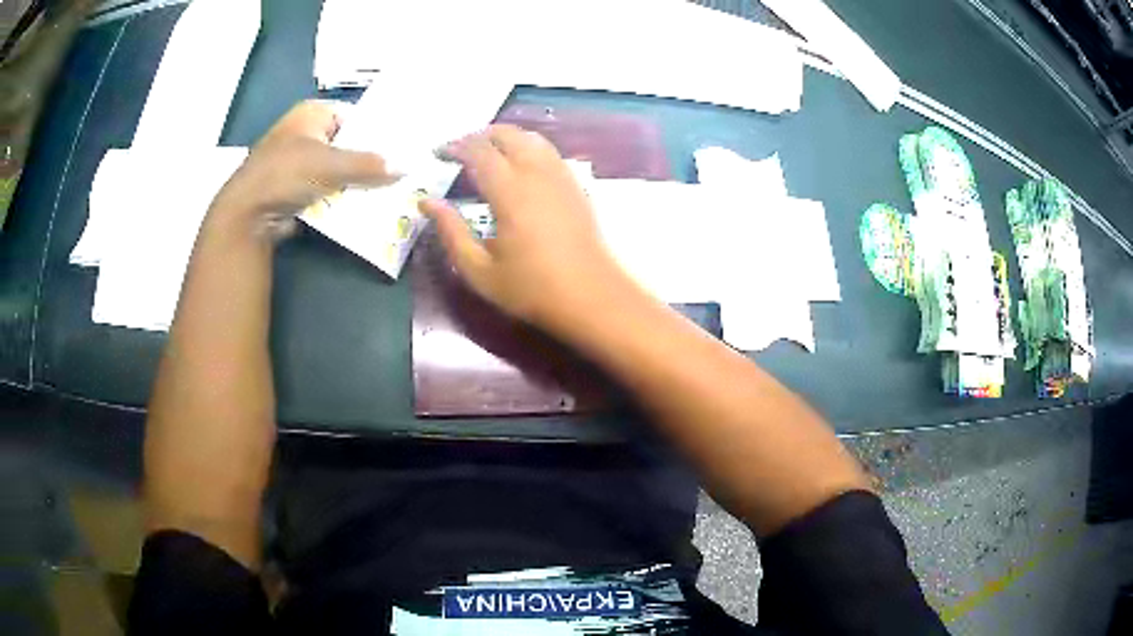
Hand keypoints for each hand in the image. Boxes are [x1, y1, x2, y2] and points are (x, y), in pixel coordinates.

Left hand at [210, 100, 398, 237]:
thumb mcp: (332, 165)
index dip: (379, 130)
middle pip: (348, 143)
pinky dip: (341, 196)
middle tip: (401, 171)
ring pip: (338, 168)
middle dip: (370, 159)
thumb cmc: (286, 175)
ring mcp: (298, 161)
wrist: (247, 215)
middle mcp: (305, 132)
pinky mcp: (294, 187)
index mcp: (312, 113)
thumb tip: (405, 168)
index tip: (403, 147)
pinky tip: (362, 205)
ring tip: (389, 190)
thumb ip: (370, 165)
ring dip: (357, 181)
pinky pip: (326, 187)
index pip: (357, 115)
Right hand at [420, 125, 626, 333]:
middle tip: (459, 149)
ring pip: (531, 138)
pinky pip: (548, 151)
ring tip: (485, 151)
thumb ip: (451, 232)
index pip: (479, 151)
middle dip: (479, 135)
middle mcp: (537, 174)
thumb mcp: (480, 270)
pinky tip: (518, 164)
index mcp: (510, 192)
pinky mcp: (575, 185)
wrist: (591, 297)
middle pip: (507, 134)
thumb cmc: (532, 289)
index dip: (455, 146)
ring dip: (505, 137)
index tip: (438, 153)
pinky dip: (526, 146)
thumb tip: (426, 202)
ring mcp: (560, 176)